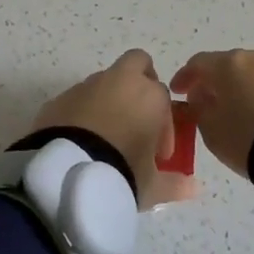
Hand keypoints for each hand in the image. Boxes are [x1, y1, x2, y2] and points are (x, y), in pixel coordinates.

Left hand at [30, 49, 193, 207]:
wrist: (65, 174)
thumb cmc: (121, 172)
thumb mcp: (152, 186)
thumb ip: (175, 183)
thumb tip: (195, 188)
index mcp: (149, 95)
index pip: (164, 96)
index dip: (164, 125)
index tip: (158, 154)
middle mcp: (118, 81)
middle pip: (137, 64)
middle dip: (140, 85)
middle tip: (137, 119)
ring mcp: (85, 87)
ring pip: (104, 82)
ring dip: (109, 101)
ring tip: (105, 140)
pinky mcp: (58, 99)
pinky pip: (77, 100)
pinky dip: (82, 113)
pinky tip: (79, 143)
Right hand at [170, 49, 253, 179]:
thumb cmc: (248, 136)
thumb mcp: (211, 130)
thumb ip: (199, 110)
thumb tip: (201, 97)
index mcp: (226, 64)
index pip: (198, 63)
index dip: (185, 76)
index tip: (179, 91)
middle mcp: (253, 56)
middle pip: (227, 65)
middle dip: (215, 81)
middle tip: (209, 102)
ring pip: (253, 71)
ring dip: (241, 85)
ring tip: (239, 108)